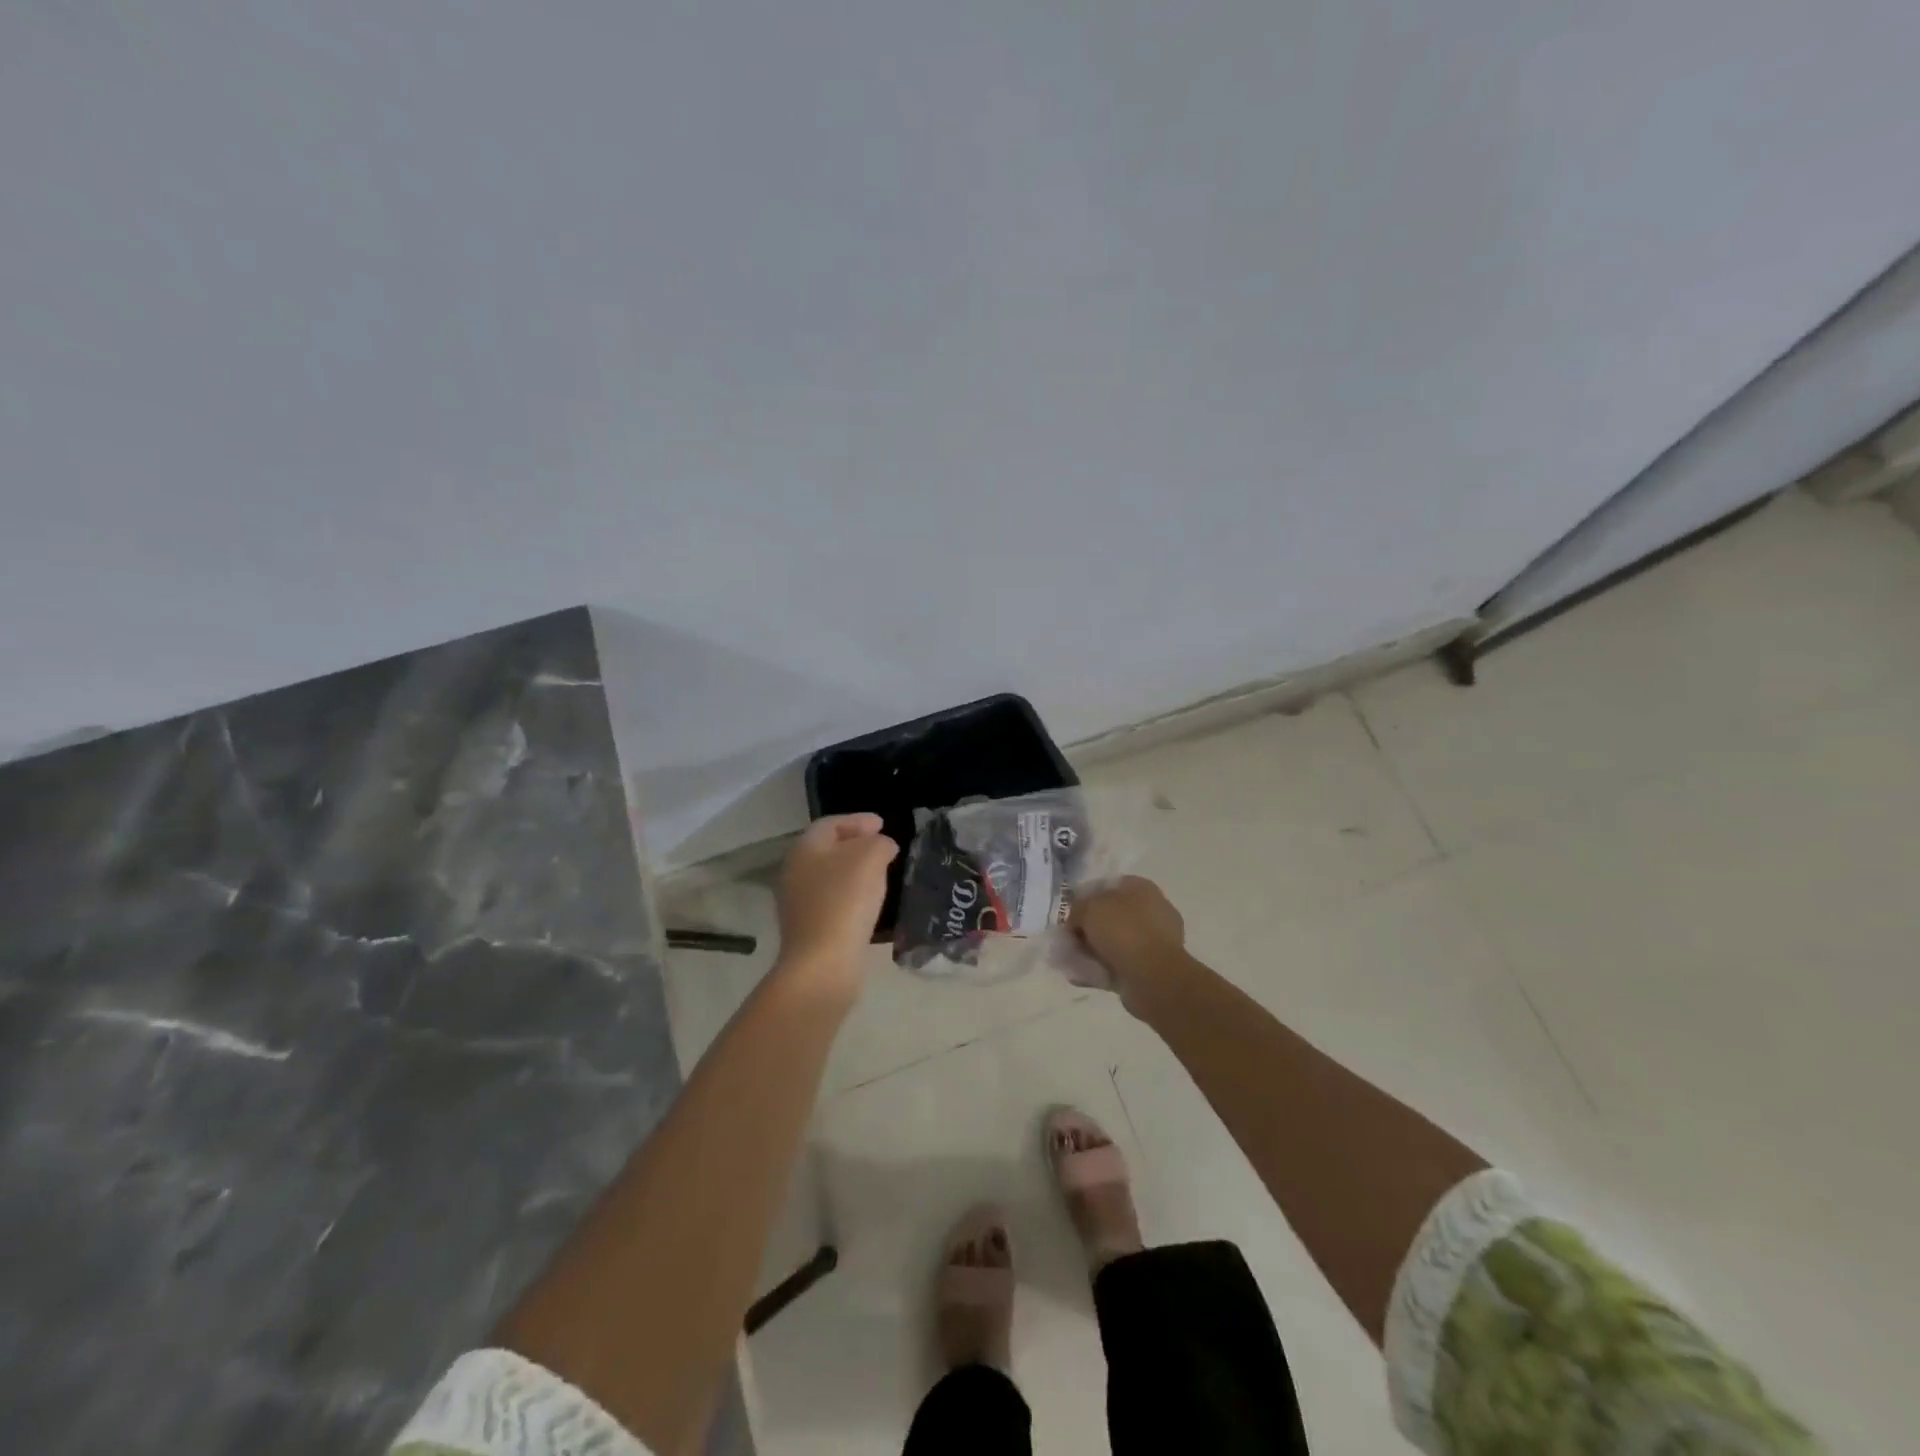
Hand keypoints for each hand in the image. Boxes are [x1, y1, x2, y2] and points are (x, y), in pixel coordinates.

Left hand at [775, 814, 898, 986]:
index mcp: (805, 848)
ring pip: (830, 875)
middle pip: (827, 848)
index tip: (883, 823)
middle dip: (856, 844)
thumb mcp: (870, 858)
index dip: (858, 820)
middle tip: (882, 846)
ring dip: (854, 871)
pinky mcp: (808, 927)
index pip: (831, 823)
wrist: (823, 962)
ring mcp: (798, 902)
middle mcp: (795, 871)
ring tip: (880, 873)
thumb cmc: (845, 900)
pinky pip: (832, 900)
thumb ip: (879, 843)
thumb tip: (882, 846)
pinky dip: (851, 894)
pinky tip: (869, 902)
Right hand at [1068, 876, 1188, 1016]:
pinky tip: (1083, 976)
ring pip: (1116, 942)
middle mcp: (1153, 911)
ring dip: (1094, 950)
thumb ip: (1078, 909)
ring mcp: (1155, 941)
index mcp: (1143, 888)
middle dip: (1090, 927)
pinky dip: (1102, 969)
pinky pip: (1120, 964)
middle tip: (1070, 938)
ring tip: (1073, 961)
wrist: (1153, 977)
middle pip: (1112, 915)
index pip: (1109, 886)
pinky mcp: (1153, 968)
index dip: (1087, 897)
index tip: (1071, 913)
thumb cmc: (1123, 931)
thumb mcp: (1089, 908)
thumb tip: (1076, 920)